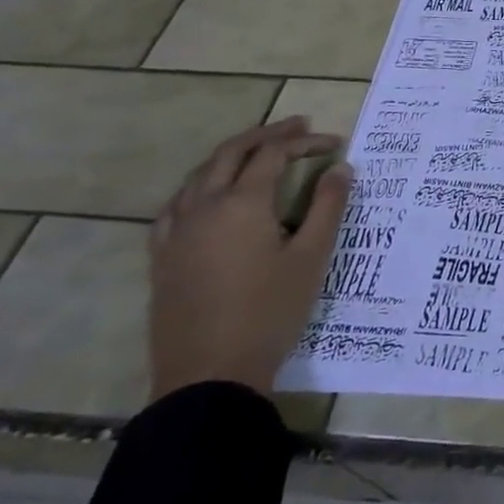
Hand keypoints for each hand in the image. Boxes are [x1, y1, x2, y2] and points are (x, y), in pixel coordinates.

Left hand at [150, 116, 351, 400]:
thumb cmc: (270, 313)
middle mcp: (204, 207)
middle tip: (300, 127)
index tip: (336, 144)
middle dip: (268, 134)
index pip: (275, 154)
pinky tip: (208, 195)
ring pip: (200, 174)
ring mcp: (176, 232)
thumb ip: (327, 207)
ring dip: (232, 154)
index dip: (306, 142)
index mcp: (242, 203)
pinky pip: (176, 205)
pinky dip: (200, 185)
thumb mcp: (311, 257)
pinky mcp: (162, 257)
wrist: (209, 376)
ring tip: (259, 152)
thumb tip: (340, 168)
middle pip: (232, 152)